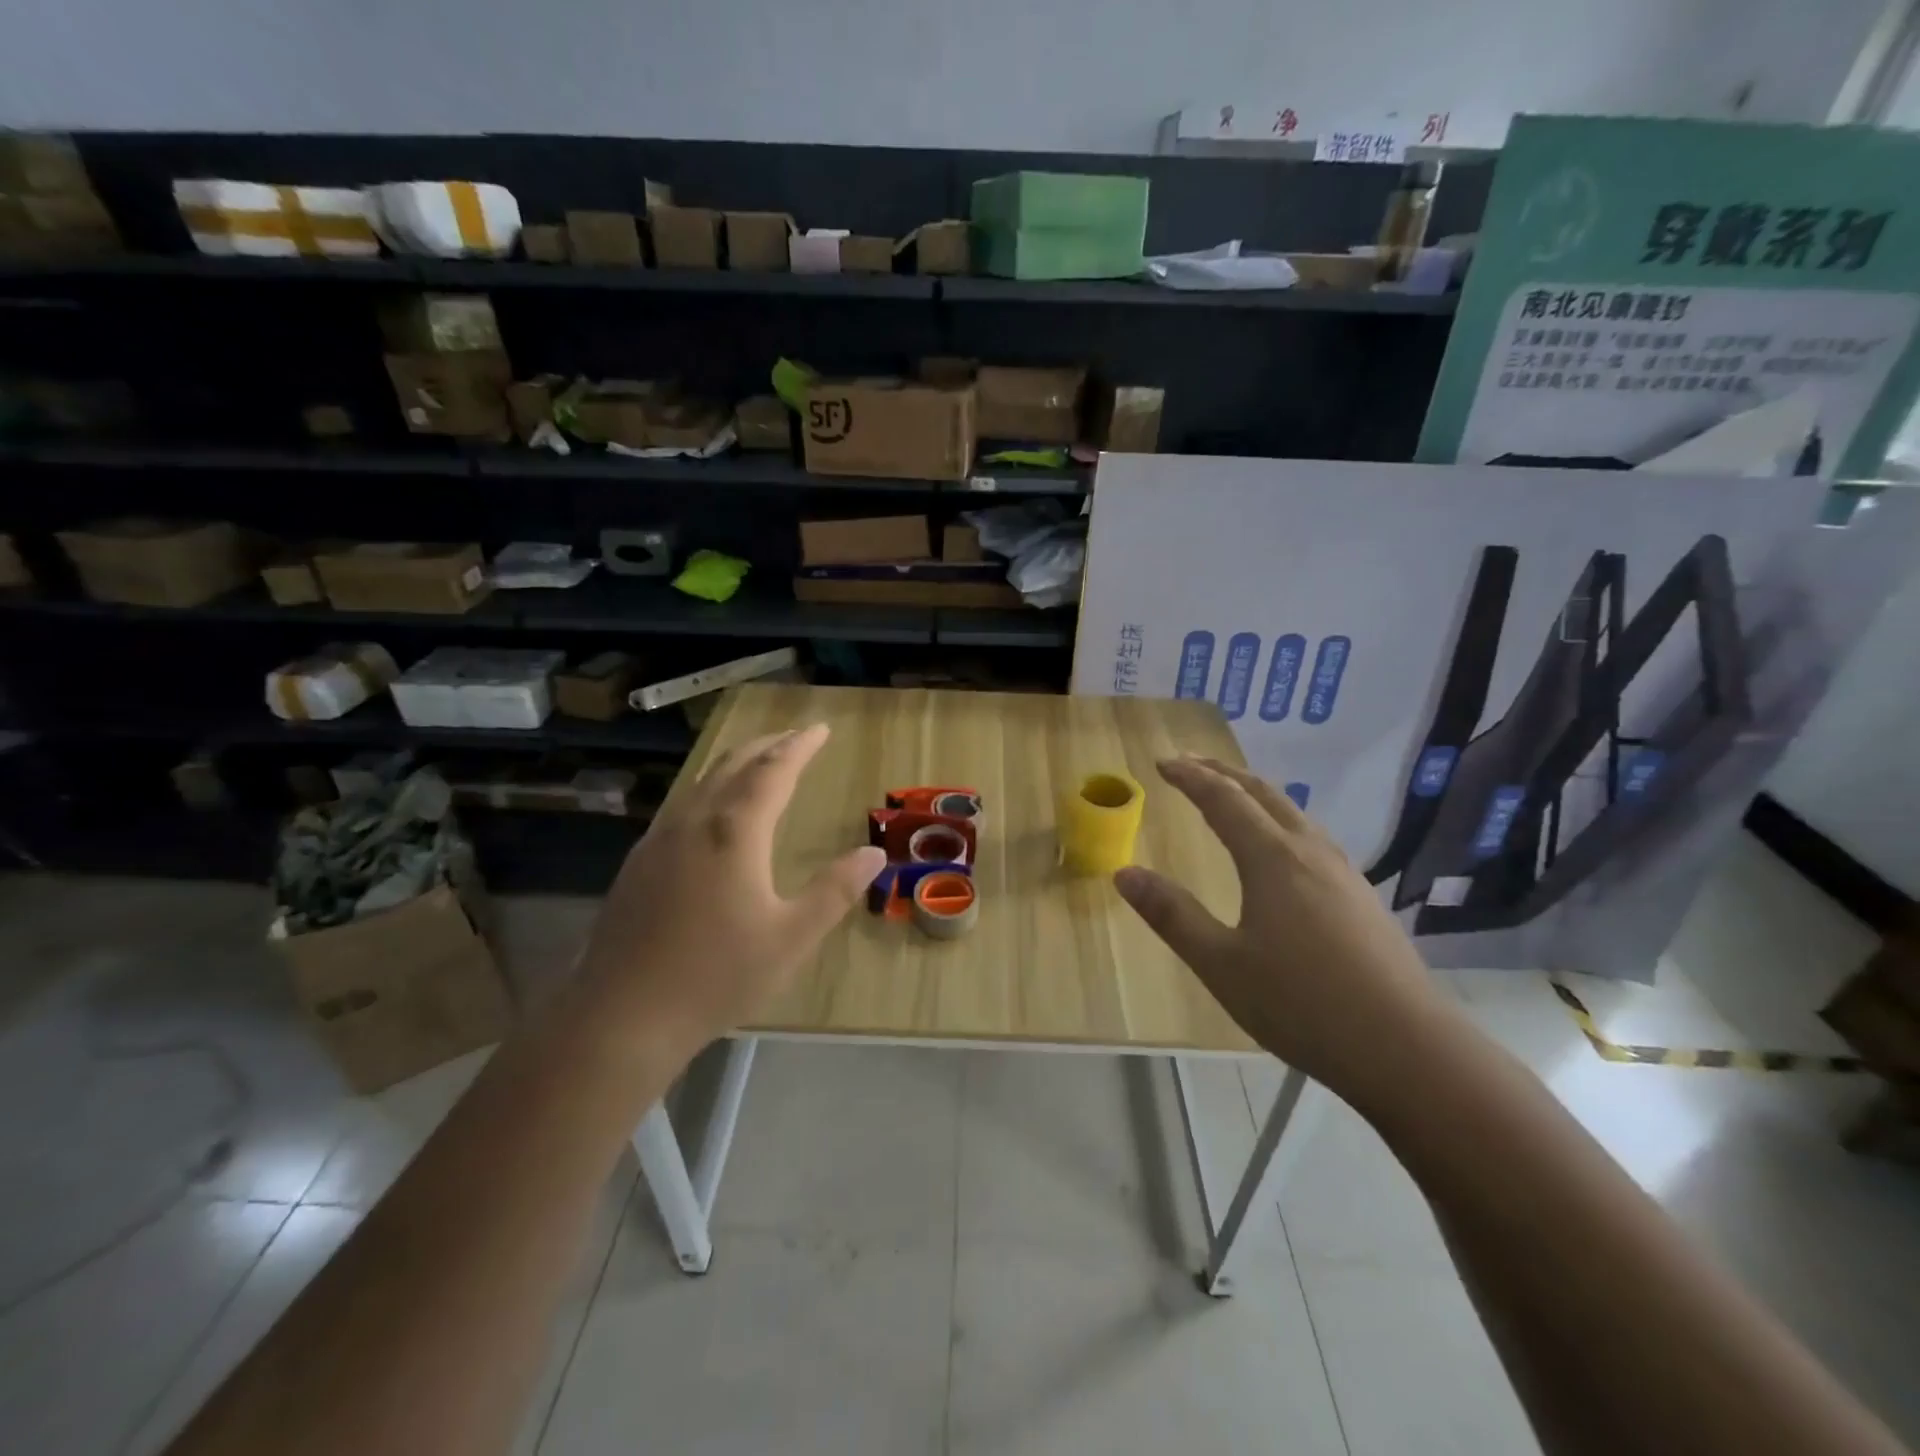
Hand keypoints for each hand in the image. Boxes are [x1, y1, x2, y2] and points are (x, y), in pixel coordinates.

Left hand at [575, 723, 884, 1056]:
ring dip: (736, 761)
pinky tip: (712, 809)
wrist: (621, 1016)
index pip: (773, 771)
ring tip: (759, 759)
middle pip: (733, 765)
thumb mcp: (791, 938)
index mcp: (734, 832)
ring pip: (702, 781)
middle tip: (795, 736)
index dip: (799, 747)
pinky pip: (682, 803)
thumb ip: (834, 891)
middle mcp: (694, 822)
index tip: (820, 729)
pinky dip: (710, 787)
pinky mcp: (639, 861)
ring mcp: (659, 839)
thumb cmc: (716, 976)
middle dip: (768, 744)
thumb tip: (873, 853)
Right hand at [1114, 756, 1446, 1094]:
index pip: (1223, 800)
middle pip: (1262, 793)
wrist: (1407, 1048)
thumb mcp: (1220, 963)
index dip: (1190, 777)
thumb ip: (1172, 915)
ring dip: (1254, 794)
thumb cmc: (1301, 1003)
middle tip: (1190, 763)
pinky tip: (1281, 848)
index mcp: (1272, 858)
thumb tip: (1124, 874)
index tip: (1161, 762)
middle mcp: (1309, 851)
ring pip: (1293, 812)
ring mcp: (1343, 872)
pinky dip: (1279, 820)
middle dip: (1222, 773)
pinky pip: (1310, 836)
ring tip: (1231, 795)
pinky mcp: (1362, 896)